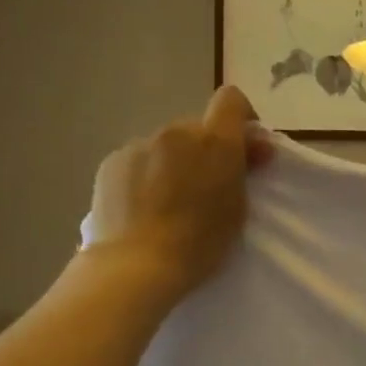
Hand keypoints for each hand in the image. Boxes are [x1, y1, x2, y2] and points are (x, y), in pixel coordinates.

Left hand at [86, 86, 273, 298]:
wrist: (136, 265)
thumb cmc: (199, 243)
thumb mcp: (237, 209)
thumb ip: (243, 171)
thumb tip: (253, 147)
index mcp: (214, 142)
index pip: (231, 100)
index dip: (241, 117)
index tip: (244, 146)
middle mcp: (176, 132)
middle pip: (197, 127)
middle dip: (206, 149)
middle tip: (207, 187)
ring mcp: (140, 144)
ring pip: (166, 145)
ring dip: (174, 163)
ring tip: (170, 202)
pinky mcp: (112, 162)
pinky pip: (139, 160)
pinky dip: (146, 175)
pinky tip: (144, 207)